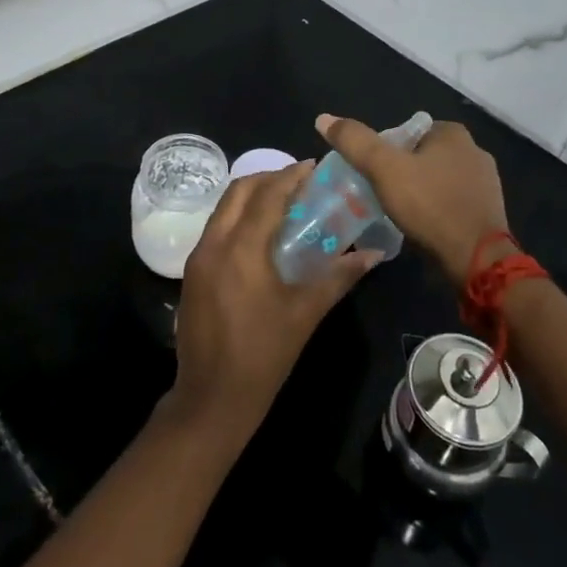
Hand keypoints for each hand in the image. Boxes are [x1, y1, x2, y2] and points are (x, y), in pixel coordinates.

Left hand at [165, 161, 380, 442]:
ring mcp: (198, 257)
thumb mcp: (305, 314)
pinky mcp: (192, 271)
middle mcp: (214, 243)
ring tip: (284, 203)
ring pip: (224, 207)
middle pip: (239, 190)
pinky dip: (239, 216)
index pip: (267, 195)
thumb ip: (337, 277)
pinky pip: (217, 227)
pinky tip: (262, 233)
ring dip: (252, 196)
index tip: (314, 167)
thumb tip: (373, 254)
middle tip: (300, 183)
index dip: (291, 176)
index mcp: (241, 249)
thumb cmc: (263, 356)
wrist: (210, 399)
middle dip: (269, 178)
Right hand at [315, 114, 510, 287]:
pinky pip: (453, 202)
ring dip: (421, 193)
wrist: (477, 260)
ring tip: (400, 214)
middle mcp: (475, 151)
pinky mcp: (489, 211)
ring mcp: (486, 182)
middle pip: (423, 156)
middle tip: (382, 195)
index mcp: (453, 133)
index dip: (387, 152)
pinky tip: (424, 227)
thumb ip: (355, 142)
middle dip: (404, 172)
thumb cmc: (430, 206)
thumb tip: (323, 118)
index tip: (374, 175)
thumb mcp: (384, 169)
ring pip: (439, 180)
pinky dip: (437, 210)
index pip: (408, 132)